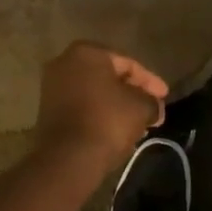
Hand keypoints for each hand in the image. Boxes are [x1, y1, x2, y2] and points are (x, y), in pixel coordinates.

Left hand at [35, 42, 168, 168]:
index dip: (150, 81)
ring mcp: (52, 86)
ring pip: (95, 92)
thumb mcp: (140, 108)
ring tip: (137, 123)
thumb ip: (151, 102)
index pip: (127, 63)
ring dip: (116, 105)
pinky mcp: (47, 110)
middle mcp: (65, 62)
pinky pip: (82, 106)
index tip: (164, 97)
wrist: (67, 158)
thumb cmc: (107, 121)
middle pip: (109, 76)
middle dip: (132, 93)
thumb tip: (154, 107)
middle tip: (152, 109)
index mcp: (87, 52)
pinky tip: (116, 129)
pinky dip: (99, 114)